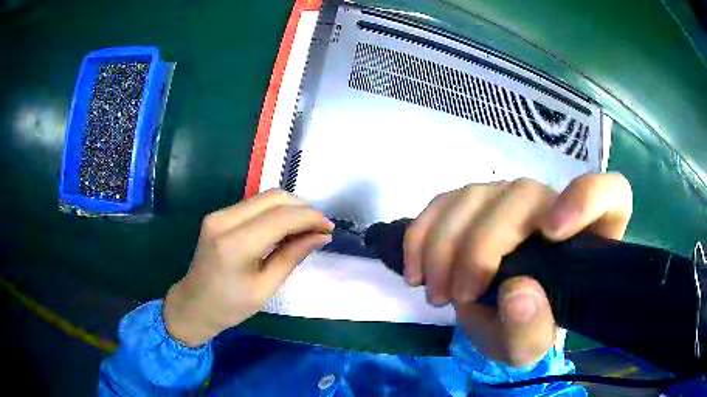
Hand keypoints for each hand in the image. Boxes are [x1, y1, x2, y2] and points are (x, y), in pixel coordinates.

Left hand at [163, 190, 333, 346]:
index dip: (310, 218)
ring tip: (306, 227)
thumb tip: (321, 236)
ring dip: (290, 207)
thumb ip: (292, 256)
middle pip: (273, 198)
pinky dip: (275, 211)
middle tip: (320, 228)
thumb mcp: (266, 287)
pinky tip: (285, 226)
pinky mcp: (218, 215)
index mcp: (235, 244)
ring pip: (265, 197)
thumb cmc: (230, 306)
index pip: (281, 217)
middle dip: (303, 208)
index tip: (329, 228)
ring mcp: (219, 214)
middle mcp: (224, 220)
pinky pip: (254, 204)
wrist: (194, 304)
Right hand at [404, 173, 631, 366]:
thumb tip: (517, 292)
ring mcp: (513, 198)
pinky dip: (423, 234)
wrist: (497, 317)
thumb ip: (531, 330)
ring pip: (478, 194)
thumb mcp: (528, 347)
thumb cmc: (526, 328)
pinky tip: (415, 268)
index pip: (610, 194)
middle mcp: (555, 206)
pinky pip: (445, 200)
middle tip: (458, 295)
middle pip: (524, 196)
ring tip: (435, 291)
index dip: (586, 198)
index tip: (552, 232)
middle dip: (483, 247)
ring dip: (444, 245)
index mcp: (590, 238)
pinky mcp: (476, 201)